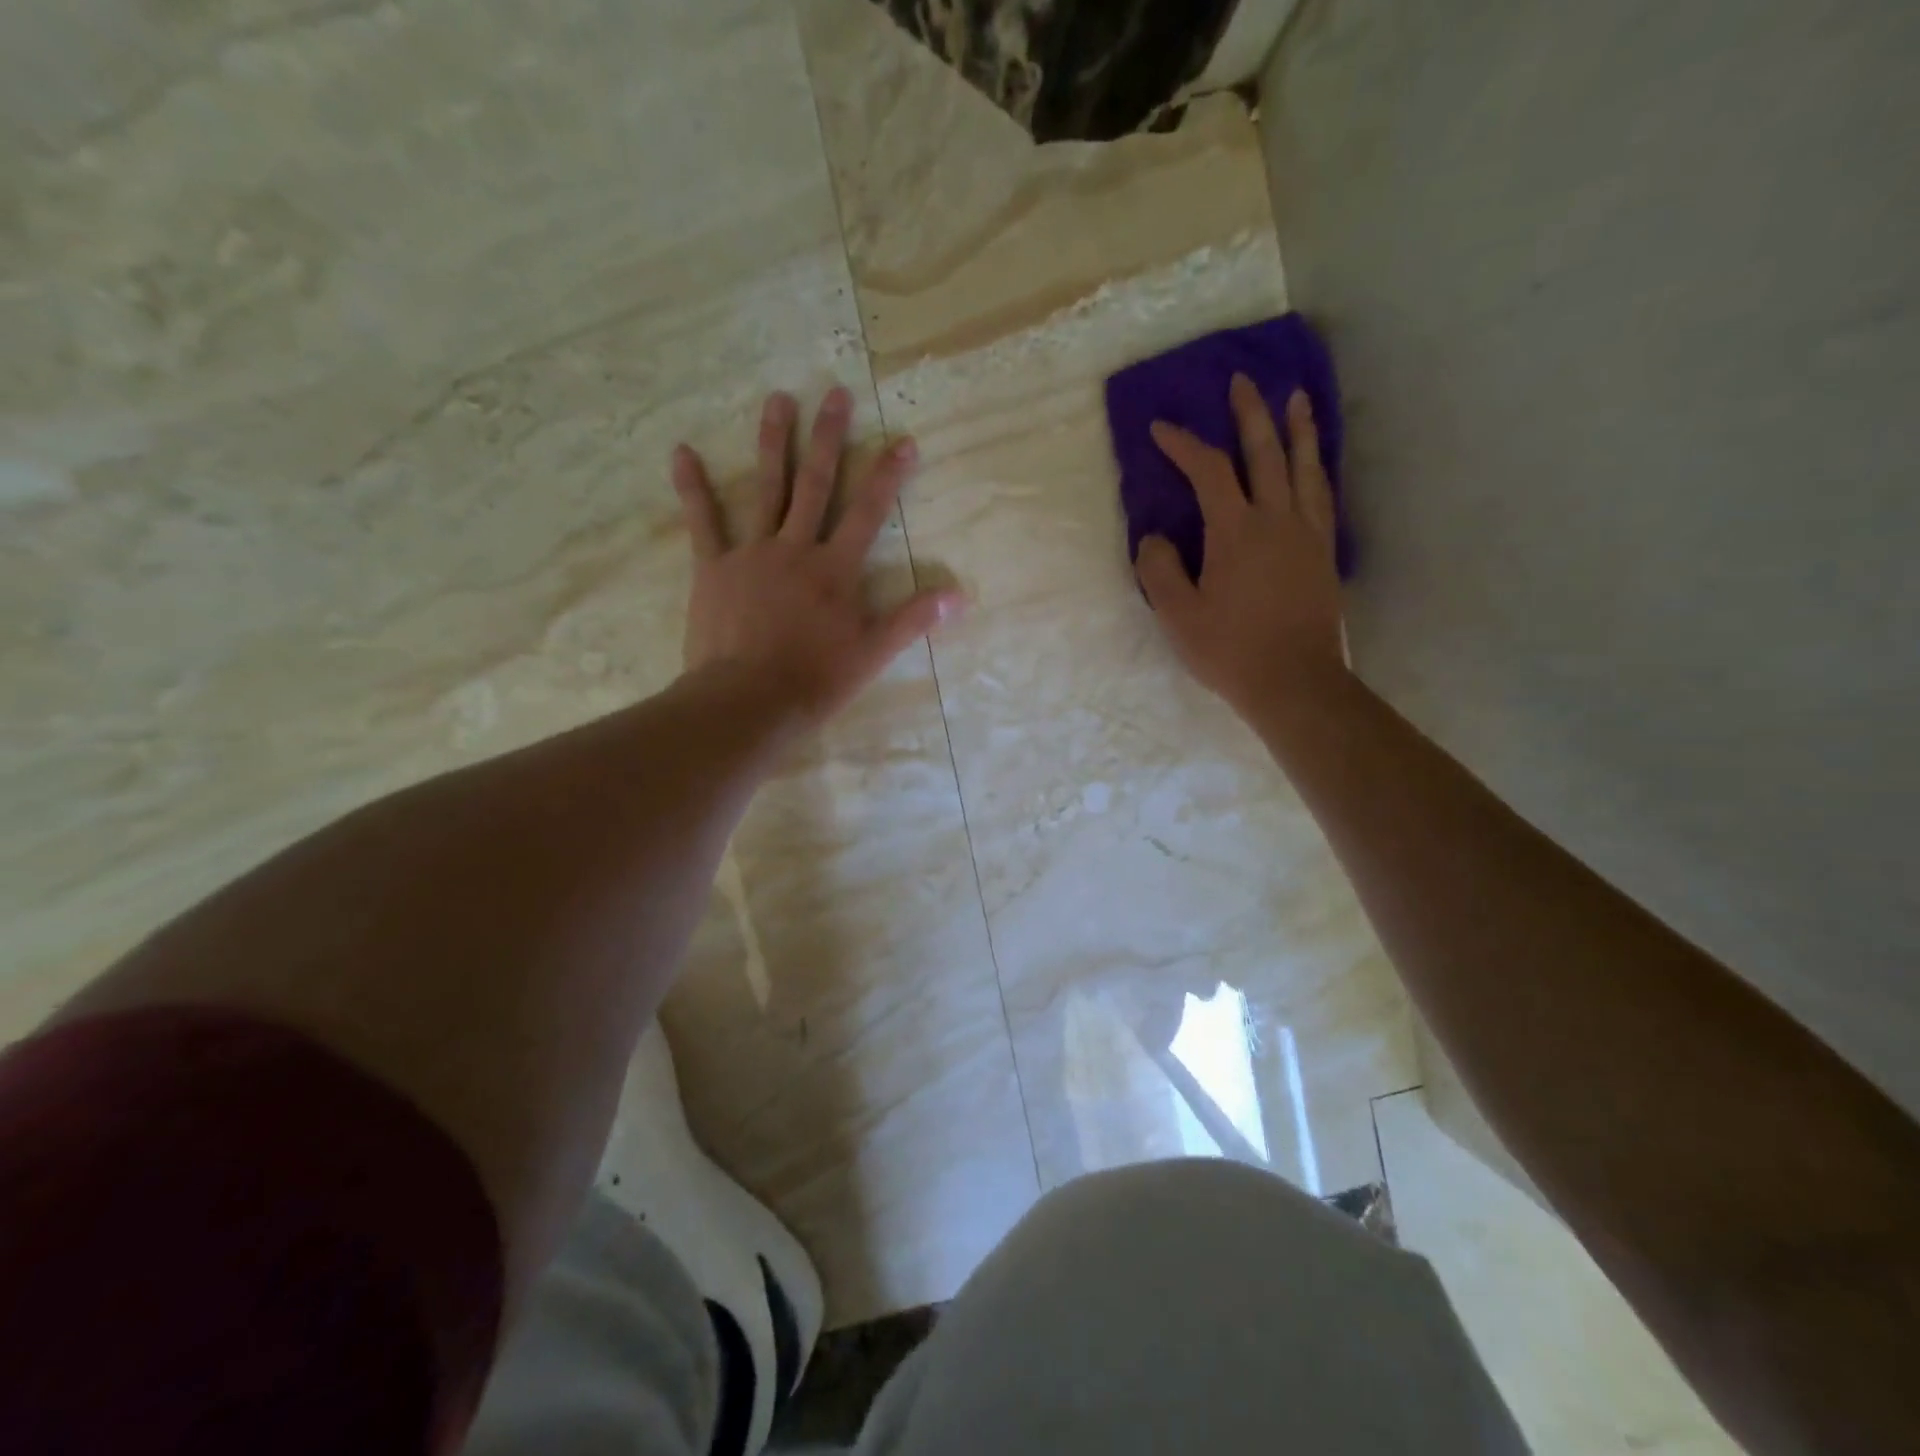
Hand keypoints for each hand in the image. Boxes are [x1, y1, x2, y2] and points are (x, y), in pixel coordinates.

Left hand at [673, 387, 963, 727]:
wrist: (748, 701)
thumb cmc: (815, 680)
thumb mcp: (873, 653)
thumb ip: (913, 619)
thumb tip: (959, 597)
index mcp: (835, 569)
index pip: (869, 512)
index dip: (888, 475)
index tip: (903, 440)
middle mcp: (796, 549)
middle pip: (815, 485)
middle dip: (828, 438)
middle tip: (834, 392)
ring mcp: (751, 554)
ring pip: (765, 490)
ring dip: (773, 443)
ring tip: (778, 400)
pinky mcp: (713, 568)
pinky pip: (702, 522)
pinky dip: (692, 487)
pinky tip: (681, 452)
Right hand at [1136, 375, 1345, 720]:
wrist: (1295, 682)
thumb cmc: (1231, 651)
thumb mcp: (1178, 616)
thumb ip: (1160, 571)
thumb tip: (1155, 538)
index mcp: (1236, 532)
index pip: (1210, 472)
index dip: (1185, 445)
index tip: (1162, 430)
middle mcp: (1277, 520)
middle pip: (1266, 453)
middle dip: (1250, 415)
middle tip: (1243, 381)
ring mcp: (1307, 534)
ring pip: (1304, 467)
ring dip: (1297, 429)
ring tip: (1296, 399)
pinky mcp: (1324, 553)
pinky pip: (1322, 496)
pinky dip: (1316, 469)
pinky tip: (1314, 463)